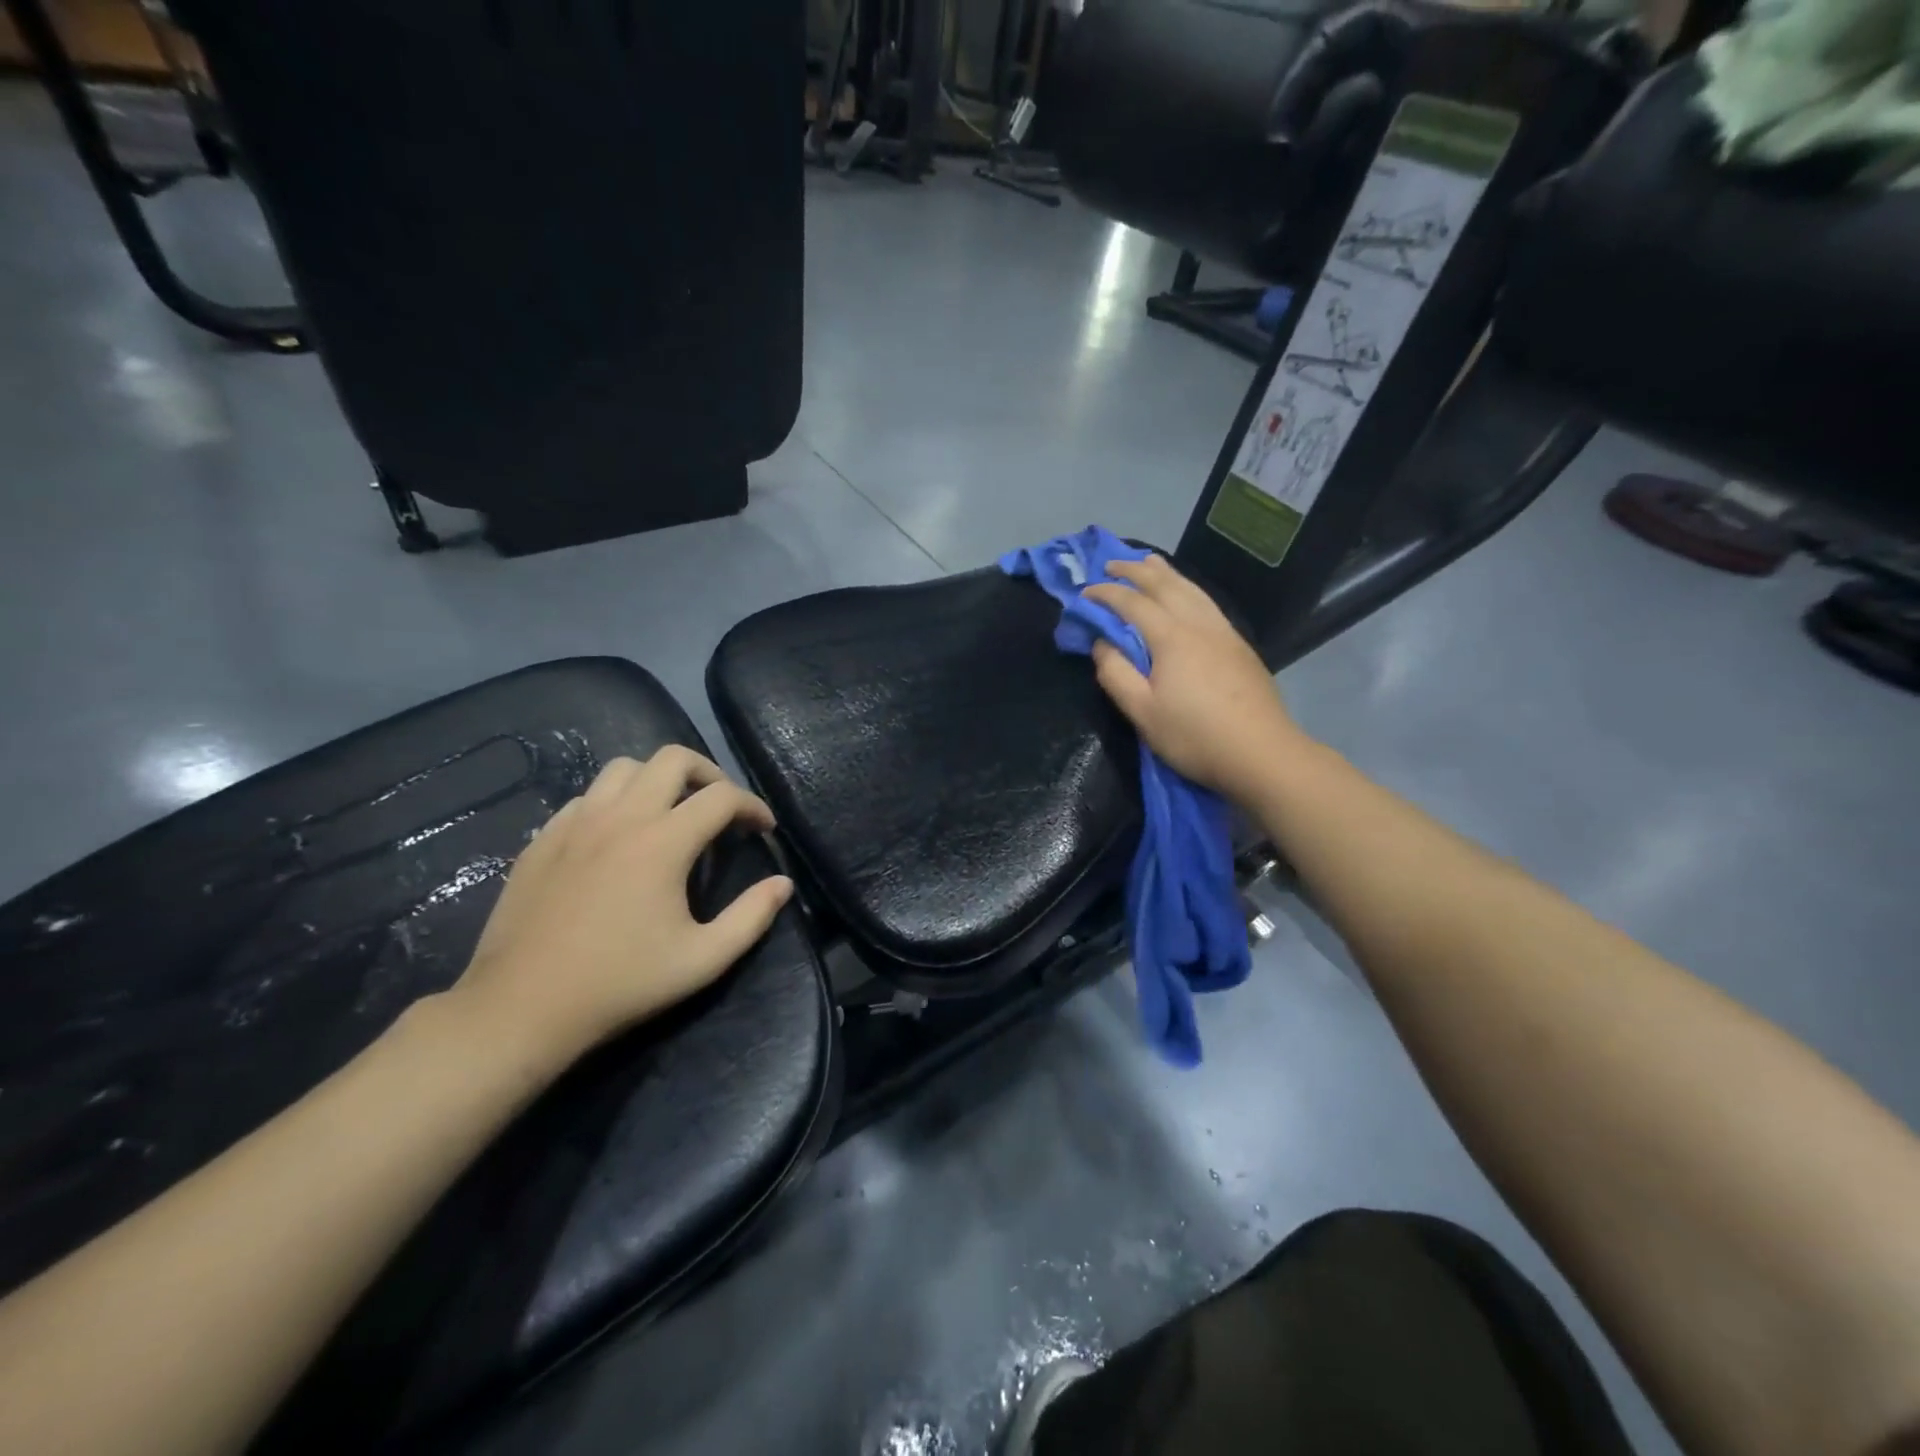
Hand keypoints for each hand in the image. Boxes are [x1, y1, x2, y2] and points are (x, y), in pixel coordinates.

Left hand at [451, 748, 792, 1066]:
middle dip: (709, 774)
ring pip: (624, 768)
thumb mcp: (702, 960)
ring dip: (658, 780)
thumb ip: (751, 917)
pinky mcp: (544, 838)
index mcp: (663, 842)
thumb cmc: (621, 984)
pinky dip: (614, 802)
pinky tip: (618, 837)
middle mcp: (620, 817)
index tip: (764, 829)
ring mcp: (575, 823)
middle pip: (673, 759)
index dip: (753, 806)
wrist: (522, 1008)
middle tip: (720, 808)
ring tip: (670, 812)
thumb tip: (783, 884)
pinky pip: (586, 797)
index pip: (722, 797)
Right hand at [1085, 555, 1309, 804]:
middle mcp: (1198, 624)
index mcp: (1171, 637)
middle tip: (1111, 564)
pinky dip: (1188, 587)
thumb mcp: (1142, 712)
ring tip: (1148, 563)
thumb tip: (1101, 643)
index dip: (1106, 594)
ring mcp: (1223, 632)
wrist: (1261, 753)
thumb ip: (1116, 673)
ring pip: (1191, 589)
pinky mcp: (1239, 645)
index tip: (1084, 593)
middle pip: (1164, 585)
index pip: (1132, 603)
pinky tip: (1186, 594)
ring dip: (1165, 572)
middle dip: (1135, 571)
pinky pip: (1207, 601)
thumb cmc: (1195, 736)